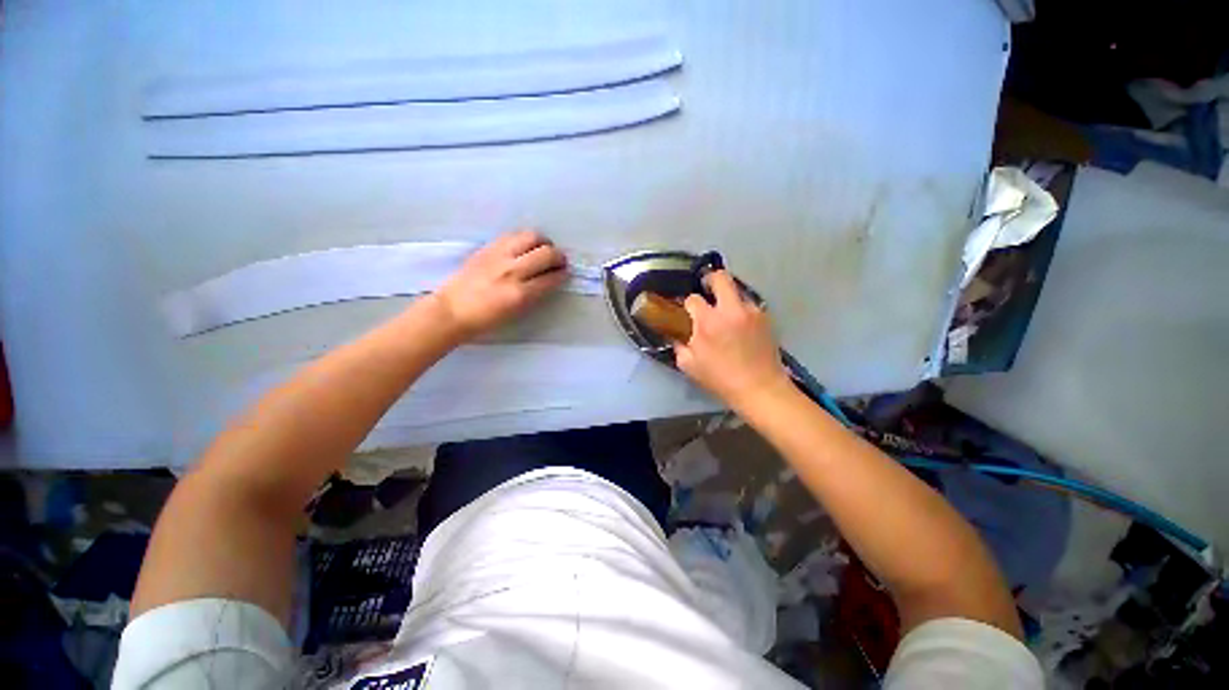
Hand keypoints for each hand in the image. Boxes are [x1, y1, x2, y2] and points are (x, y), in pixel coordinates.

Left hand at [433, 230, 567, 339]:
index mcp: (520, 294)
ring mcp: (499, 256)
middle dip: (558, 256)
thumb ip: (535, 294)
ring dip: (543, 242)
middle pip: (546, 253)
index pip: (551, 277)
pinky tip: (525, 246)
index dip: (562, 274)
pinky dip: (525, 239)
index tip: (565, 273)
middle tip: (559, 261)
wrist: (451, 311)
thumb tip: (549, 279)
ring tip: (543, 249)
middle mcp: (512, 271)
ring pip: (532, 237)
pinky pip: (514, 235)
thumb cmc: (486, 319)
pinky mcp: (488, 247)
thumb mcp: (517, 312)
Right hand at [674, 271, 791, 408]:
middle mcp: (730, 310)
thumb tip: (677, 334)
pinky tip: (739, 326)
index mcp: (707, 322)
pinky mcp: (765, 317)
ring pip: (736, 290)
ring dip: (727, 298)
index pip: (693, 299)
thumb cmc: (721, 379)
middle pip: (720, 277)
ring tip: (725, 314)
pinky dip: (741, 310)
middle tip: (706, 290)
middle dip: (710, 279)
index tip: (688, 312)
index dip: (688, 304)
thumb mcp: (689, 366)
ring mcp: (751, 311)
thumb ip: (679, 345)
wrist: (760, 388)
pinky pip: (748, 305)